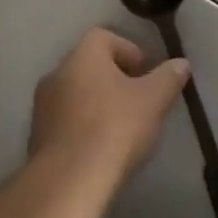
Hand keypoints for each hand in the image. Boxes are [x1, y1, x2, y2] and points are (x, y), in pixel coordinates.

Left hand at [28, 28, 190, 178]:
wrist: (69, 181)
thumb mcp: (153, 100)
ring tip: (123, 128)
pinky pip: (66, 121)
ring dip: (98, 104)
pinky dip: (84, 127)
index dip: (129, 50)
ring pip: (76, 94)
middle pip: (89, 66)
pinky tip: (102, 148)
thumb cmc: (114, 128)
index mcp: (83, 57)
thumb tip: (181, 63)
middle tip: (139, 101)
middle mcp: (57, 74)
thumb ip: (168, 78)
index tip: (147, 74)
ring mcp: (42, 106)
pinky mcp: (37, 137)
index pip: (104, 37)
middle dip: (115, 79)